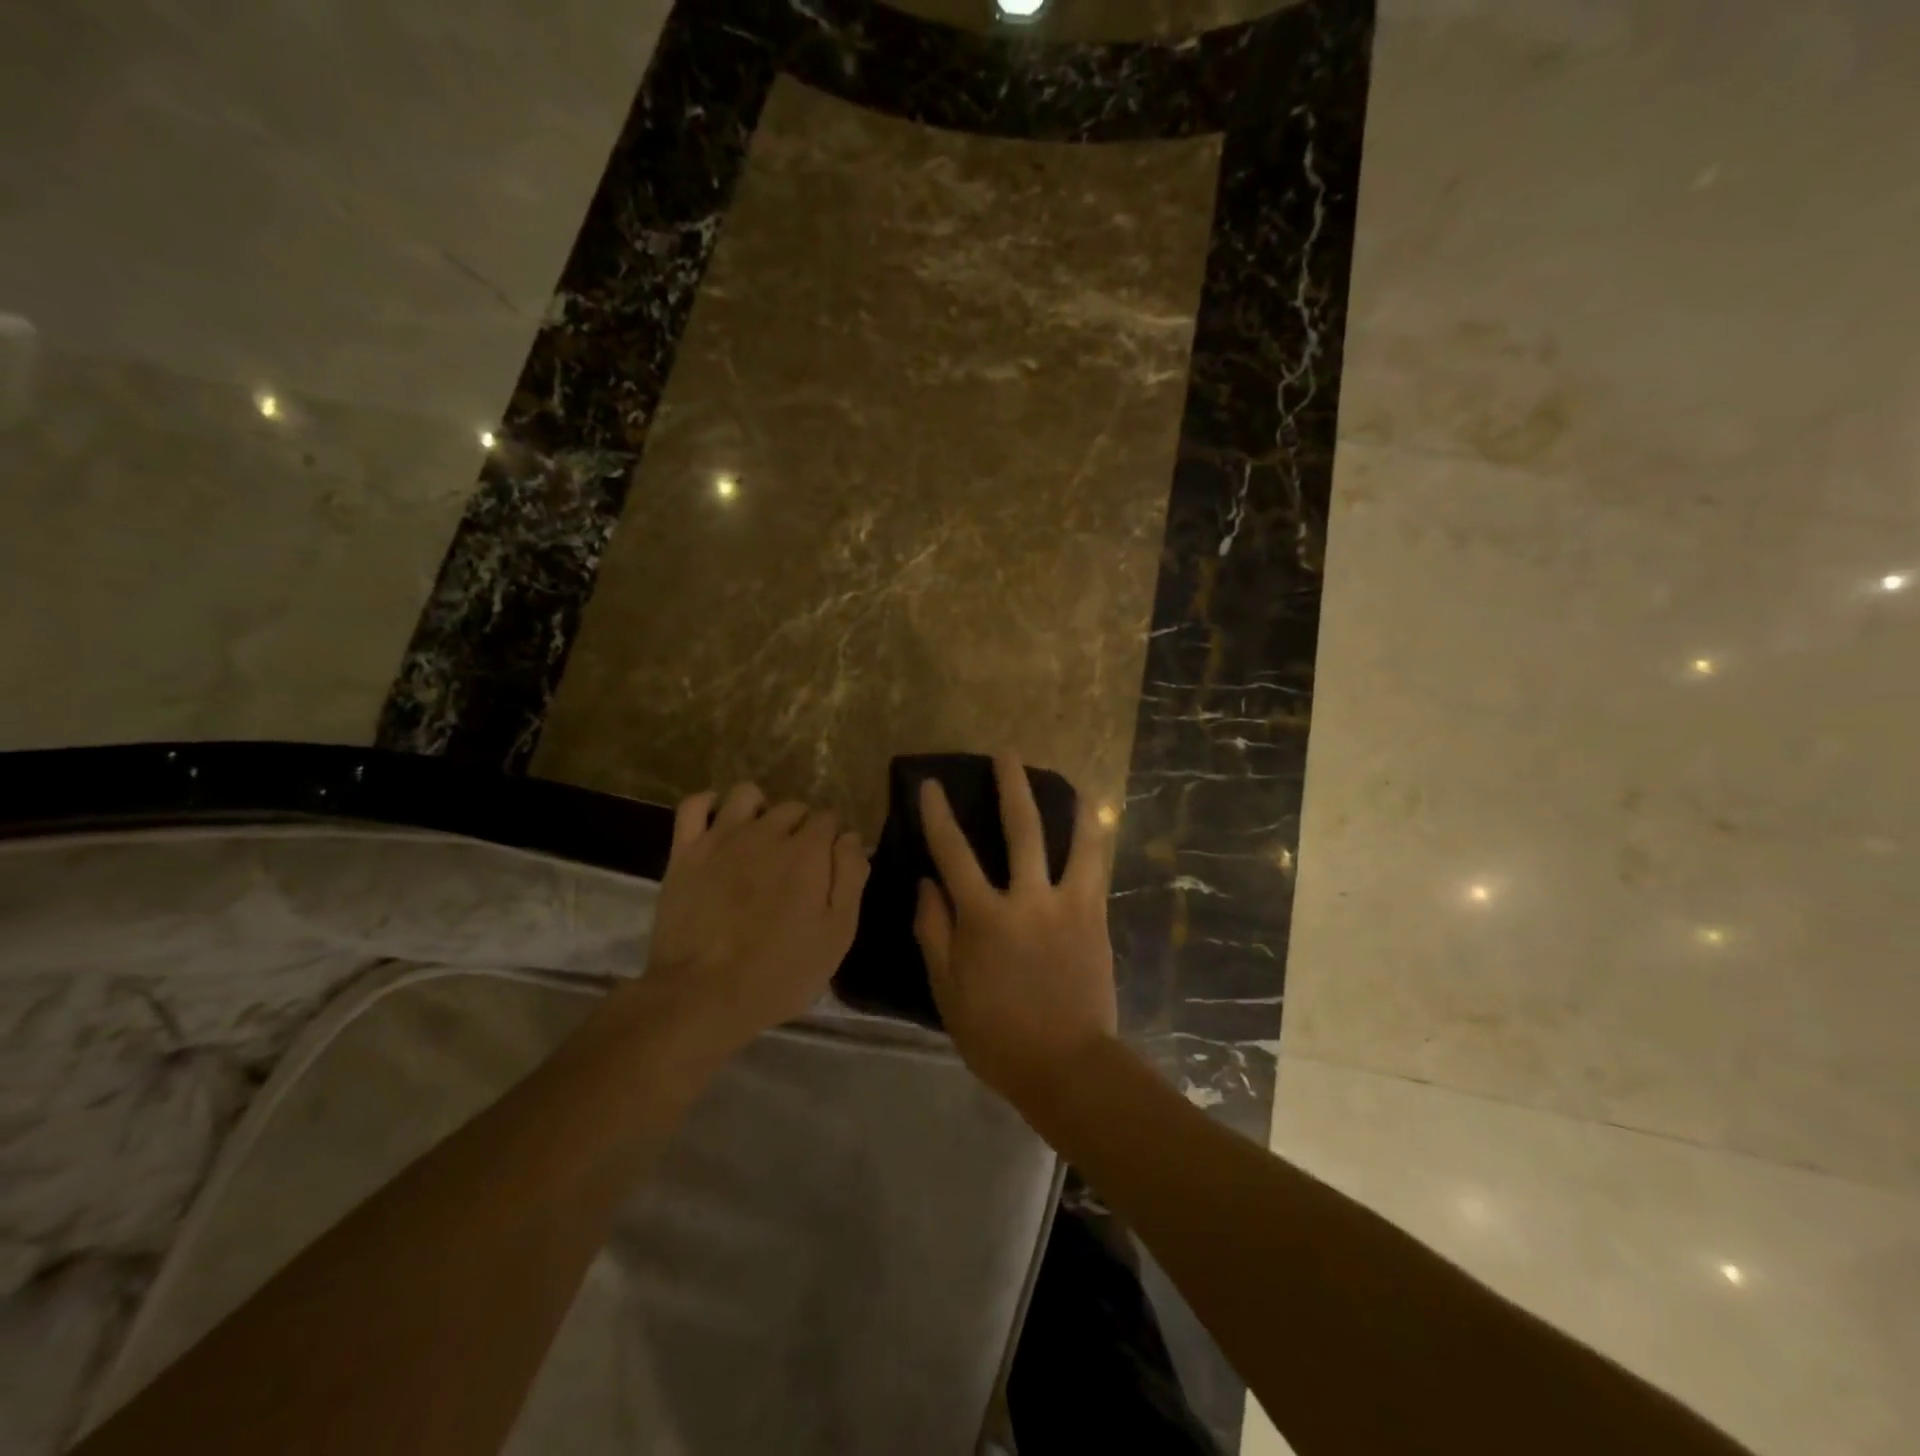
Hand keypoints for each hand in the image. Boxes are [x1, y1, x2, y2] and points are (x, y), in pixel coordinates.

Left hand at [639, 783, 868, 1057]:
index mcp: (808, 851)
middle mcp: (767, 832)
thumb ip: (850, 878)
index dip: (832, 841)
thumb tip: (850, 838)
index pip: (830, 819)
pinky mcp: (685, 851)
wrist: (702, 995)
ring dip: (761, 809)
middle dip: (802, 826)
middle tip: (797, 863)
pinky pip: (694, 804)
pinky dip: (708, 805)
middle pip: (793, 806)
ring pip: (747, 794)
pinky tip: (717, 823)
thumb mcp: (837, 934)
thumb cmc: (780, 972)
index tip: (829, 867)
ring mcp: (722, 837)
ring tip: (760, 839)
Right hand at [914, 754, 1117, 1102]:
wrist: (1066, 1065)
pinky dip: (1093, 841)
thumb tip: (926, 884)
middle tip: (1007, 755)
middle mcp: (1029, 900)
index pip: (954, 853)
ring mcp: (1069, 906)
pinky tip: (1092, 827)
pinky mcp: (1096, 919)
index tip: (932, 785)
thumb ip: (934, 931)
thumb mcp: (947, 989)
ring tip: (1069, 780)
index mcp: (985, 918)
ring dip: (1069, 806)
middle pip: (1020, 830)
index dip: (939, 815)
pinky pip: (1096, 869)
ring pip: (1074, 842)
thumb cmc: (996, 1033)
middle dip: (1011, 787)